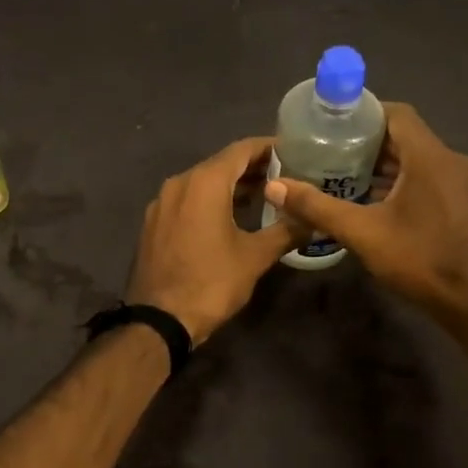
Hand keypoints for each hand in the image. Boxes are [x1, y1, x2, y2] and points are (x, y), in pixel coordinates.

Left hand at [125, 138, 303, 345]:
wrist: (159, 320)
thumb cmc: (211, 282)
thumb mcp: (255, 257)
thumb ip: (286, 231)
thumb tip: (314, 219)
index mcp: (204, 182)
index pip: (241, 149)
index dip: (269, 147)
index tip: (294, 150)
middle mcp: (179, 182)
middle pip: (221, 163)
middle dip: (253, 167)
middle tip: (286, 174)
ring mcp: (161, 202)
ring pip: (202, 182)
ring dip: (231, 185)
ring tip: (264, 195)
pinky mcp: (153, 222)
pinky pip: (187, 199)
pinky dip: (210, 200)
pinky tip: (229, 216)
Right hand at [264, 103, 467, 332]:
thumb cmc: (422, 261)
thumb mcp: (363, 234)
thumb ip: (318, 207)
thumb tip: (275, 187)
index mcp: (430, 158)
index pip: (397, 114)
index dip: (364, 114)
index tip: (331, 125)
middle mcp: (452, 161)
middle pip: (406, 137)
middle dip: (367, 143)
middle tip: (329, 153)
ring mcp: (465, 183)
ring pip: (418, 160)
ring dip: (384, 165)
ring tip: (345, 177)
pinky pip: (431, 179)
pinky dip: (403, 182)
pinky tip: (377, 204)